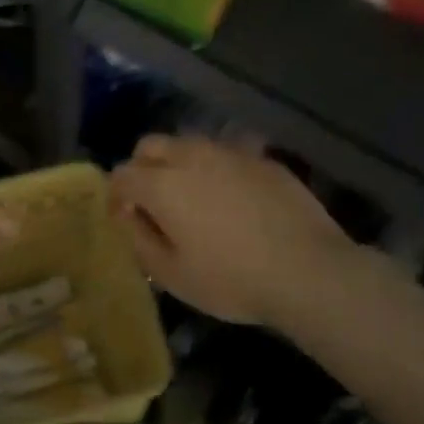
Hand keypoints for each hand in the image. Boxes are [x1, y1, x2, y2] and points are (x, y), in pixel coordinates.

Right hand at [109, 135, 356, 327]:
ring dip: (179, 164)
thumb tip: (130, 218)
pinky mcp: (262, 158)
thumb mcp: (174, 276)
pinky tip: (232, 199)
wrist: (307, 269)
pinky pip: (225, 153)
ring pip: (189, 144)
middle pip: (151, 145)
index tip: (125, 220)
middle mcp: (192, 156)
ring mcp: (230, 152)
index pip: (122, 174)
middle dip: (142, 168)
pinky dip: (216, 169)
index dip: (116, 196)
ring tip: (193, 198)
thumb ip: (141, 241)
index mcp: (163, 184)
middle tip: (153, 203)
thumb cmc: (232, 279)